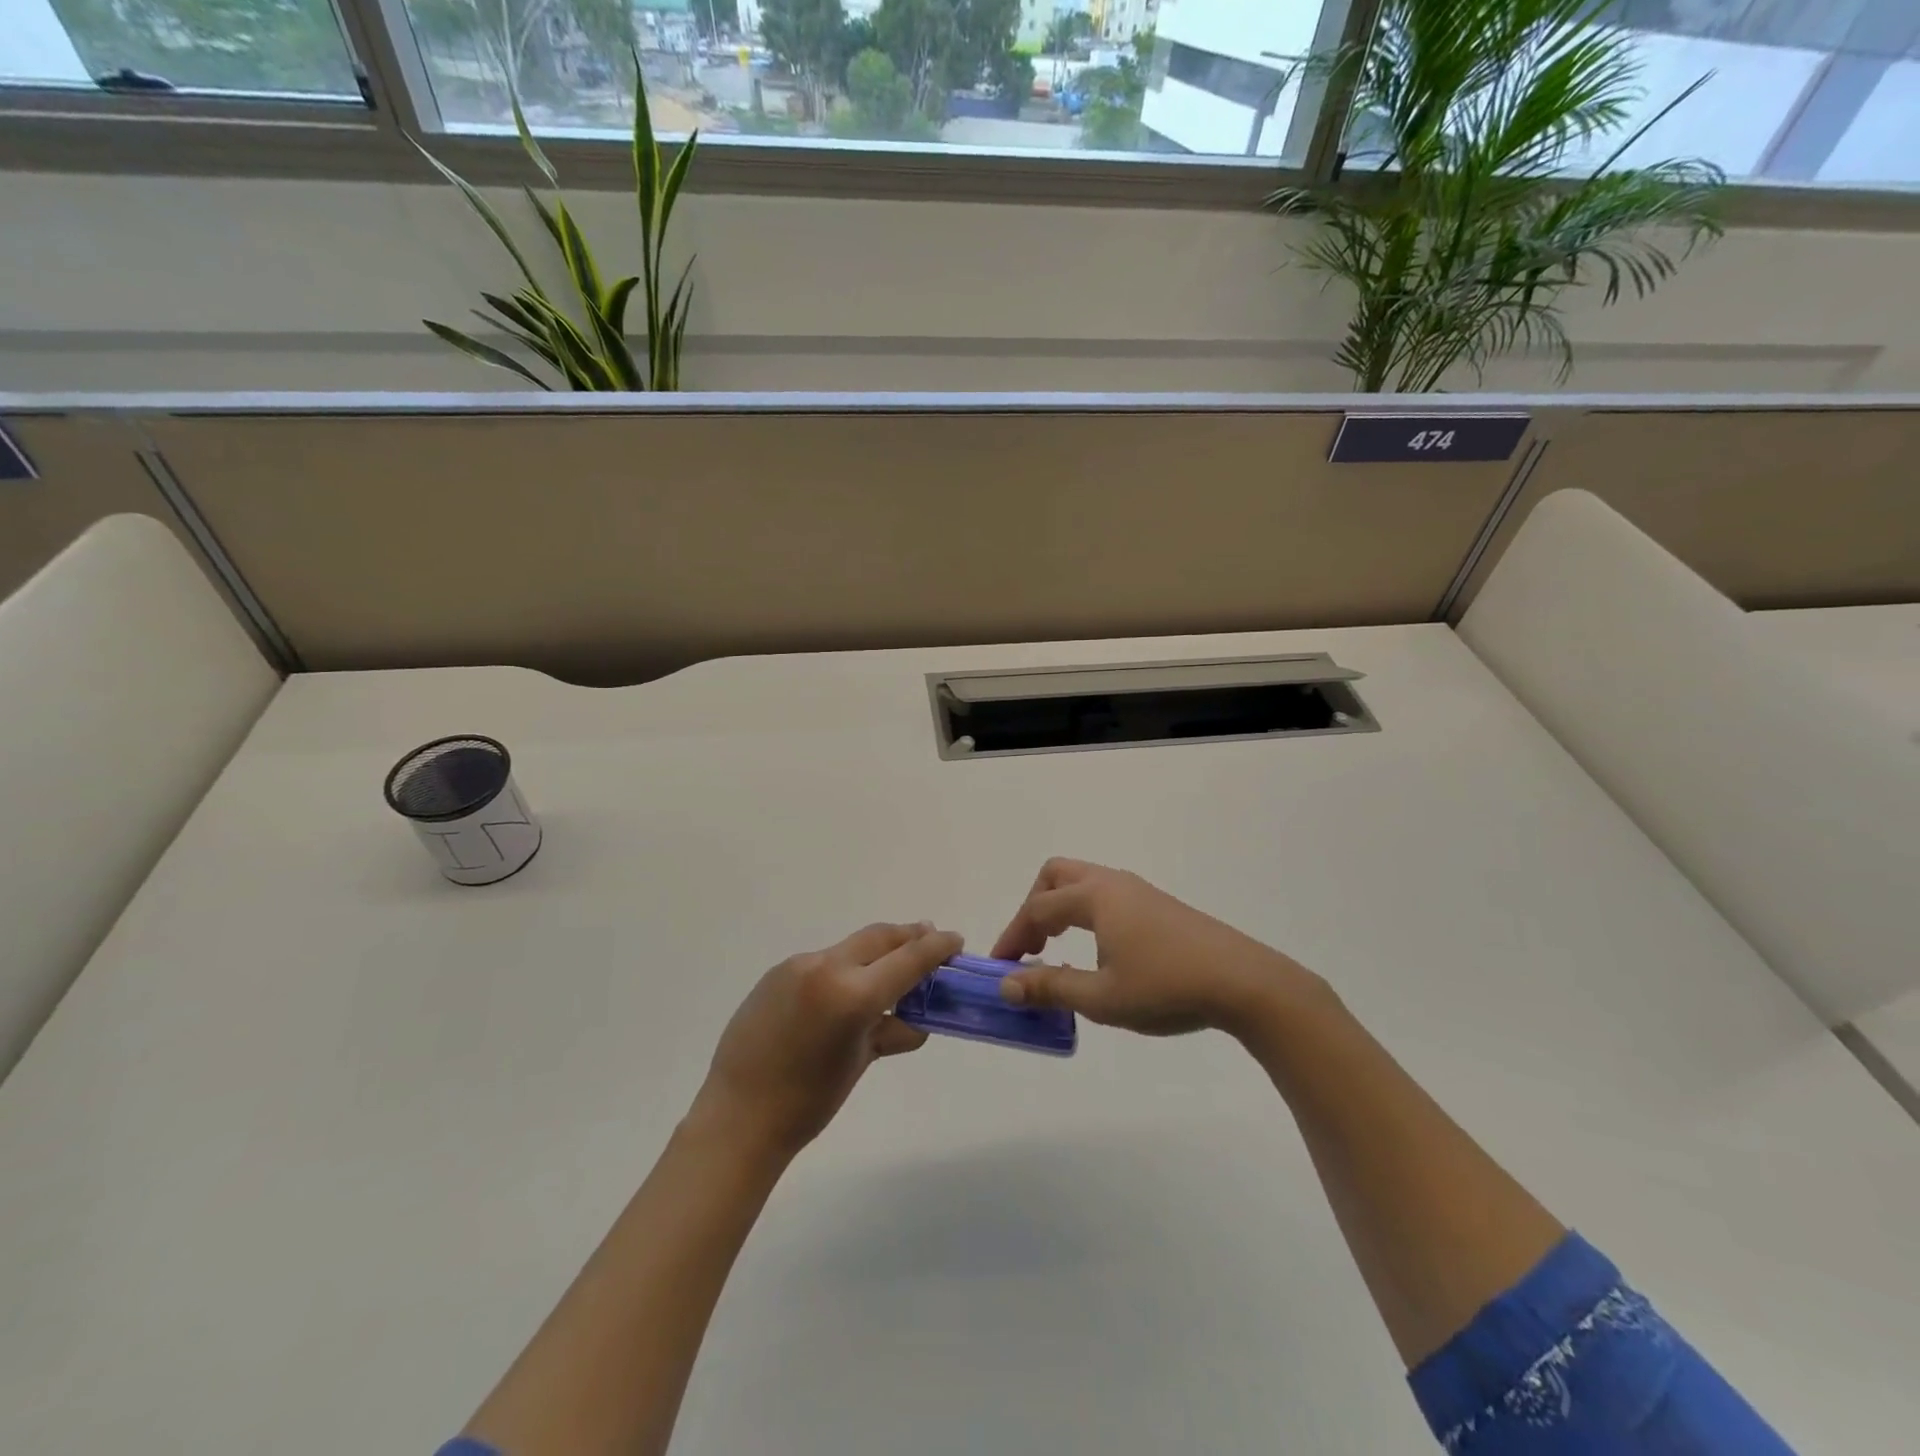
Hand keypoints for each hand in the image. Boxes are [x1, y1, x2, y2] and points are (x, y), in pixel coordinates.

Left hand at [692, 922, 962, 1160]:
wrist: (738, 1116)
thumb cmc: (808, 1101)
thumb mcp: (860, 1062)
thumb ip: (891, 1031)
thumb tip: (916, 1022)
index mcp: (852, 993)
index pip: (908, 959)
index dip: (937, 947)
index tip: (955, 940)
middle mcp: (826, 967)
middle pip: (879, 937)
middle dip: (908, 937)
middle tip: (929, 941)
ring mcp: (798, 966)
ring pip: (850, 948)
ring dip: (875, 953)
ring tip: (889, 970)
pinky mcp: (777, 972)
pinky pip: (822, 962)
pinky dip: (843, 968)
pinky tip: (843, 991)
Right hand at [992, 858, 1320, 1040]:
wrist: (1245, 982)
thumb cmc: (1167, 987)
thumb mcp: (1102, 998)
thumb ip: (1051, 988)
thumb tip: (1007, 985)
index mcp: (1095, 897)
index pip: (1037, 910)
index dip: (1013, 938)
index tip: (1000, 970)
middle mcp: (1113, 883)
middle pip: (1056, 876)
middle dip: (1034, 908)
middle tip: (1032, 949)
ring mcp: (1139, 891)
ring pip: (1083, 884)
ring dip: (1060, 910)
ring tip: (1059, 953)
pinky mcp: (1159, 906)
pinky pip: (1106, 897)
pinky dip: (1085, 915)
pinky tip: (1100, 953)